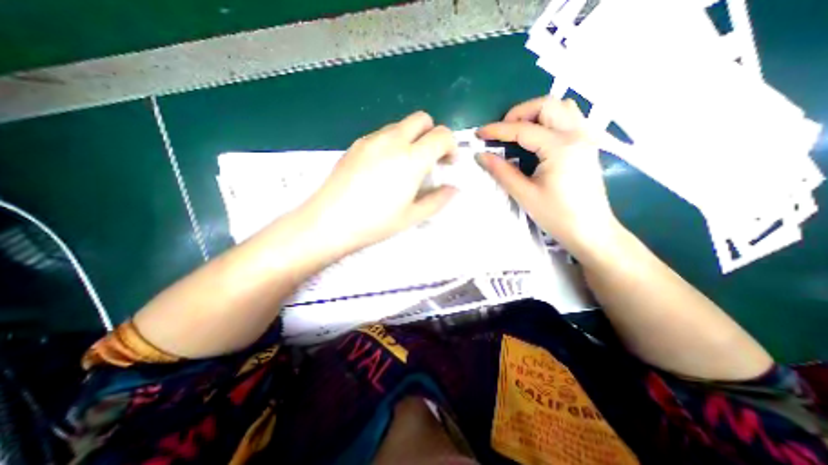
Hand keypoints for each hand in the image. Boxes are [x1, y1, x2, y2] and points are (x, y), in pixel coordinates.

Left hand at [302, 110, 454, 255]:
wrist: (330, 220)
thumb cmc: (375, 222)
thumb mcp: (412, 216)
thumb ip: (438, 200)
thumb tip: (454, 188)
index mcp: (411, 158)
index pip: (442, 135)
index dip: (451, 146)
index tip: (448, 163)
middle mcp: (393, 141)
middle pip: (422, 119)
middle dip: (432, 134)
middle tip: (429, 159)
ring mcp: (372, 139)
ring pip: (401, 125)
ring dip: (412, 138)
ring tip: (405, 164)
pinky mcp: (356, 144)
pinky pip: (382, 133)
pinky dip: (393, 142)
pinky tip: (384, 166)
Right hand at [476, 99, 616, 255]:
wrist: (590, 231)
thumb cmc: (557, 216)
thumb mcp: (525, 194)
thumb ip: (501, 171)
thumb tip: (481, 155)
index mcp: (560, 147)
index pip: (523, 129)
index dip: (497, 130)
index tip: (479, 133)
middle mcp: (577, 134)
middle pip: (547, 104)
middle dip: (519, 113)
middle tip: (502, 132)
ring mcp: (586, 137)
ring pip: (562, 107)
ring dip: (536, 113)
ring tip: (519, 132)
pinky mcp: (588, 145)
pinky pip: (569, 118)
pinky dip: (550, 119)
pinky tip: (538, 138)